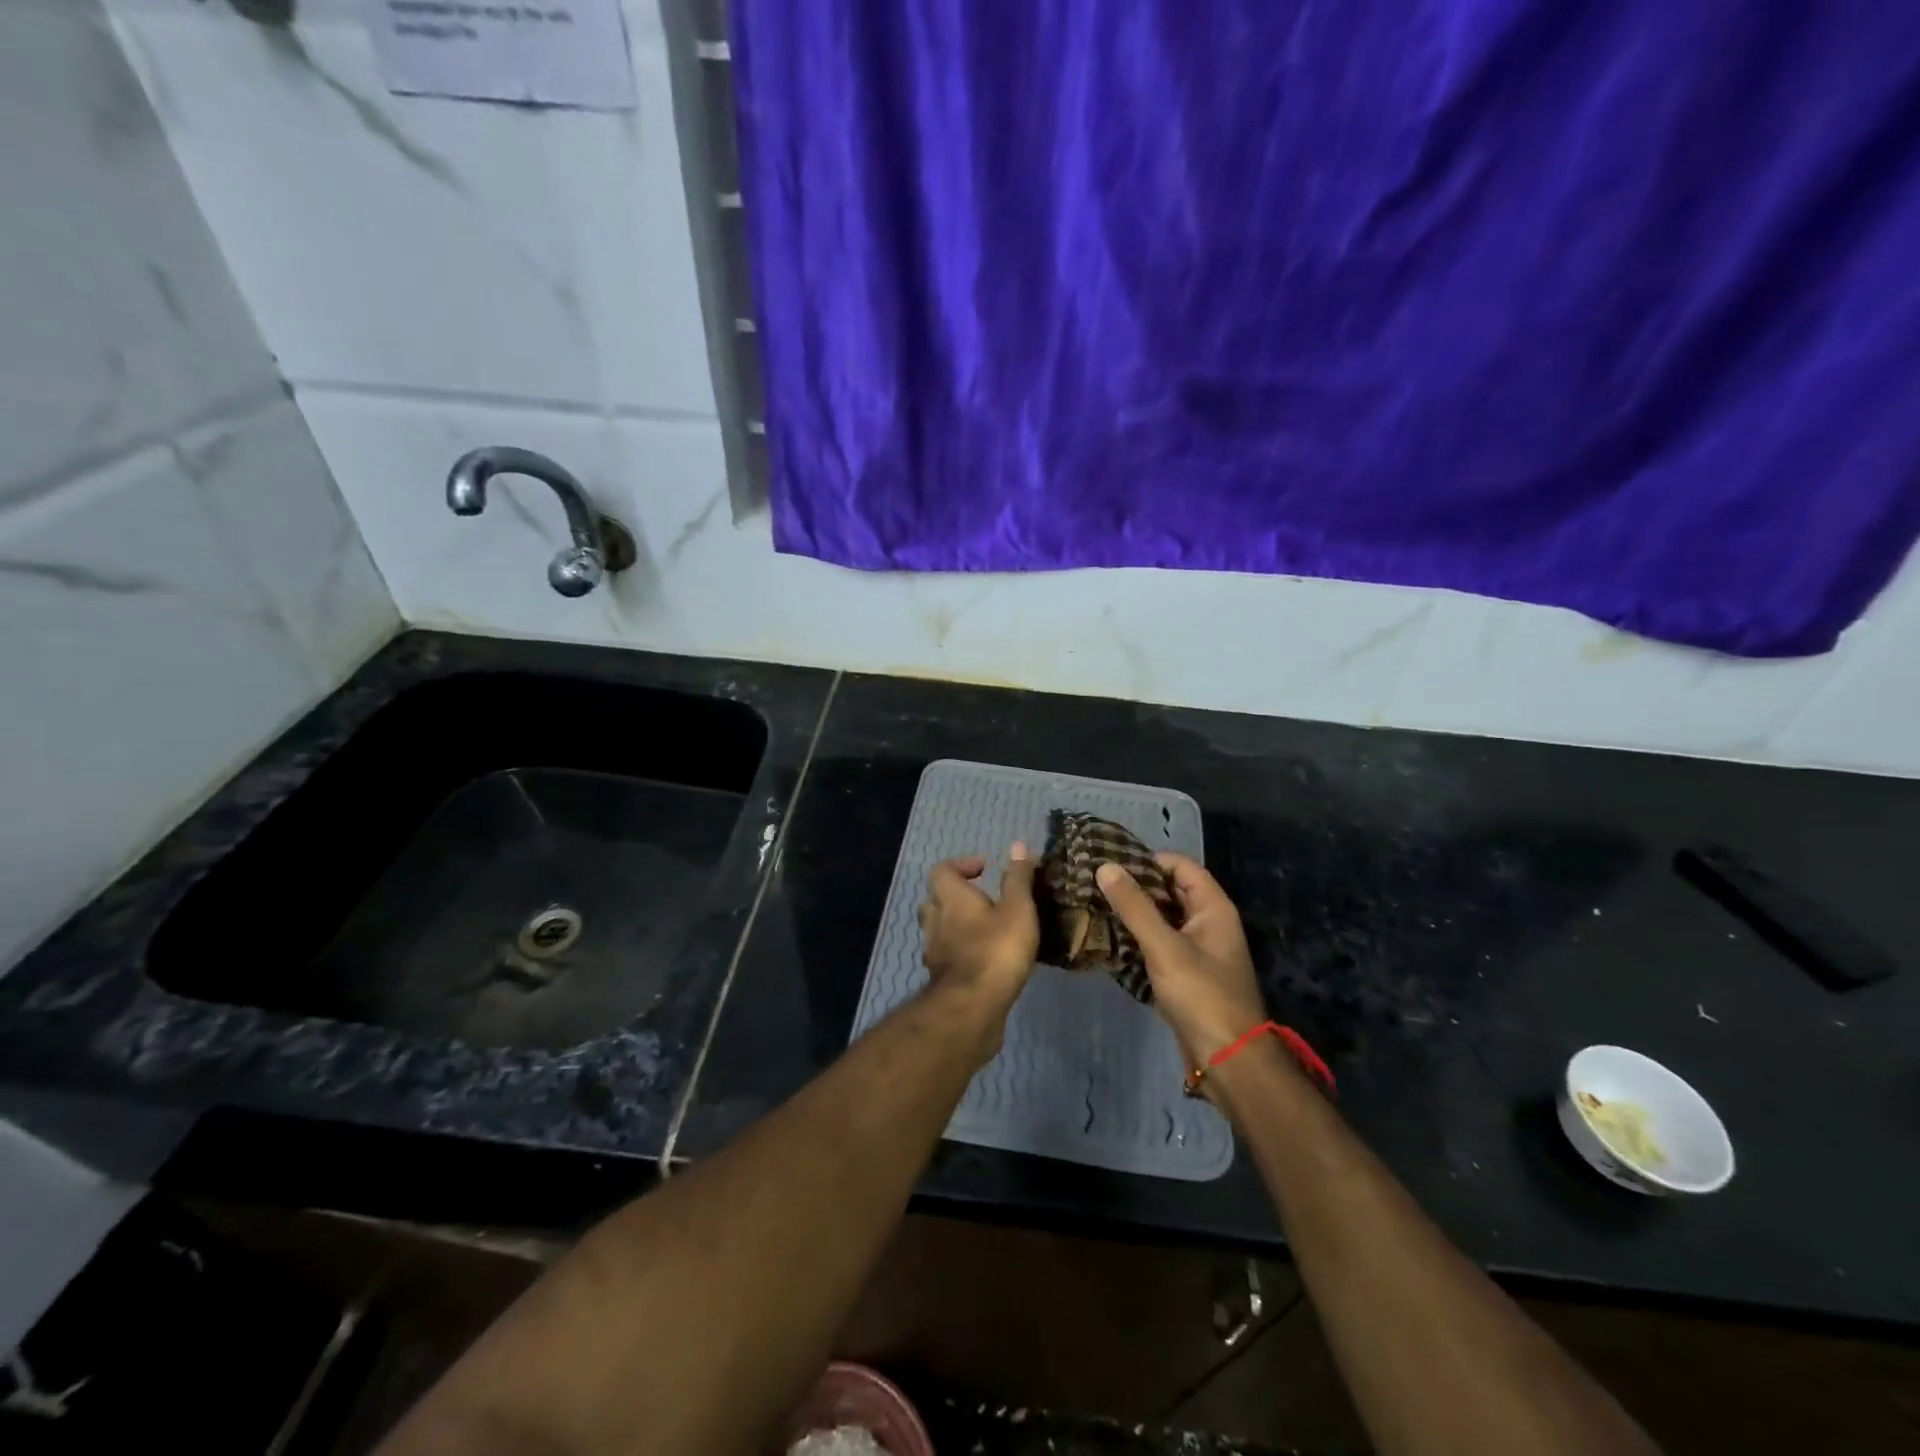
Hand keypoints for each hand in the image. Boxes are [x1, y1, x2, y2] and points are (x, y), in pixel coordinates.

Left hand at [918, 843, 1039, 1032]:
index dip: (961, 865)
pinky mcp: (941, 979)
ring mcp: (934, 952)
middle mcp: (935, 921)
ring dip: (956, 926)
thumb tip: (1017, 845)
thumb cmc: (997, 950)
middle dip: (955, 896)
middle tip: (982, 900)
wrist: (973, 1008)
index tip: (984, 869)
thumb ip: (1017, 878)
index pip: (942, 870)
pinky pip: (946, 956)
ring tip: (985, 930)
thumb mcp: (1018, 909)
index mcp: (951, 898)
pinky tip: (982, 960)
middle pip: (935, 900)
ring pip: (938, 930)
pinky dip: (959, 953)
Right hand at [1095, 854, 1266, 1066]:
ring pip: (1161, 919)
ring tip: (1093, 907)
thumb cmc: (1202, 995)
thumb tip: (1105, 866)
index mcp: (1213, 908)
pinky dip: (1137, 939)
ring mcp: (1197, 950)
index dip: (1148, 860)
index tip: (1111, 863)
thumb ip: (1134, 906)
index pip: (1180, 866)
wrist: (1228, 1059)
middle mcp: (1208, 923)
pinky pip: (1158, 945)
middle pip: (1169, 891)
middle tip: (1094, 884)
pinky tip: (1108, 940)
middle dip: (1135, 887)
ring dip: (1133, 914)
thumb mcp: (1164, 947)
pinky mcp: (1185, 974)